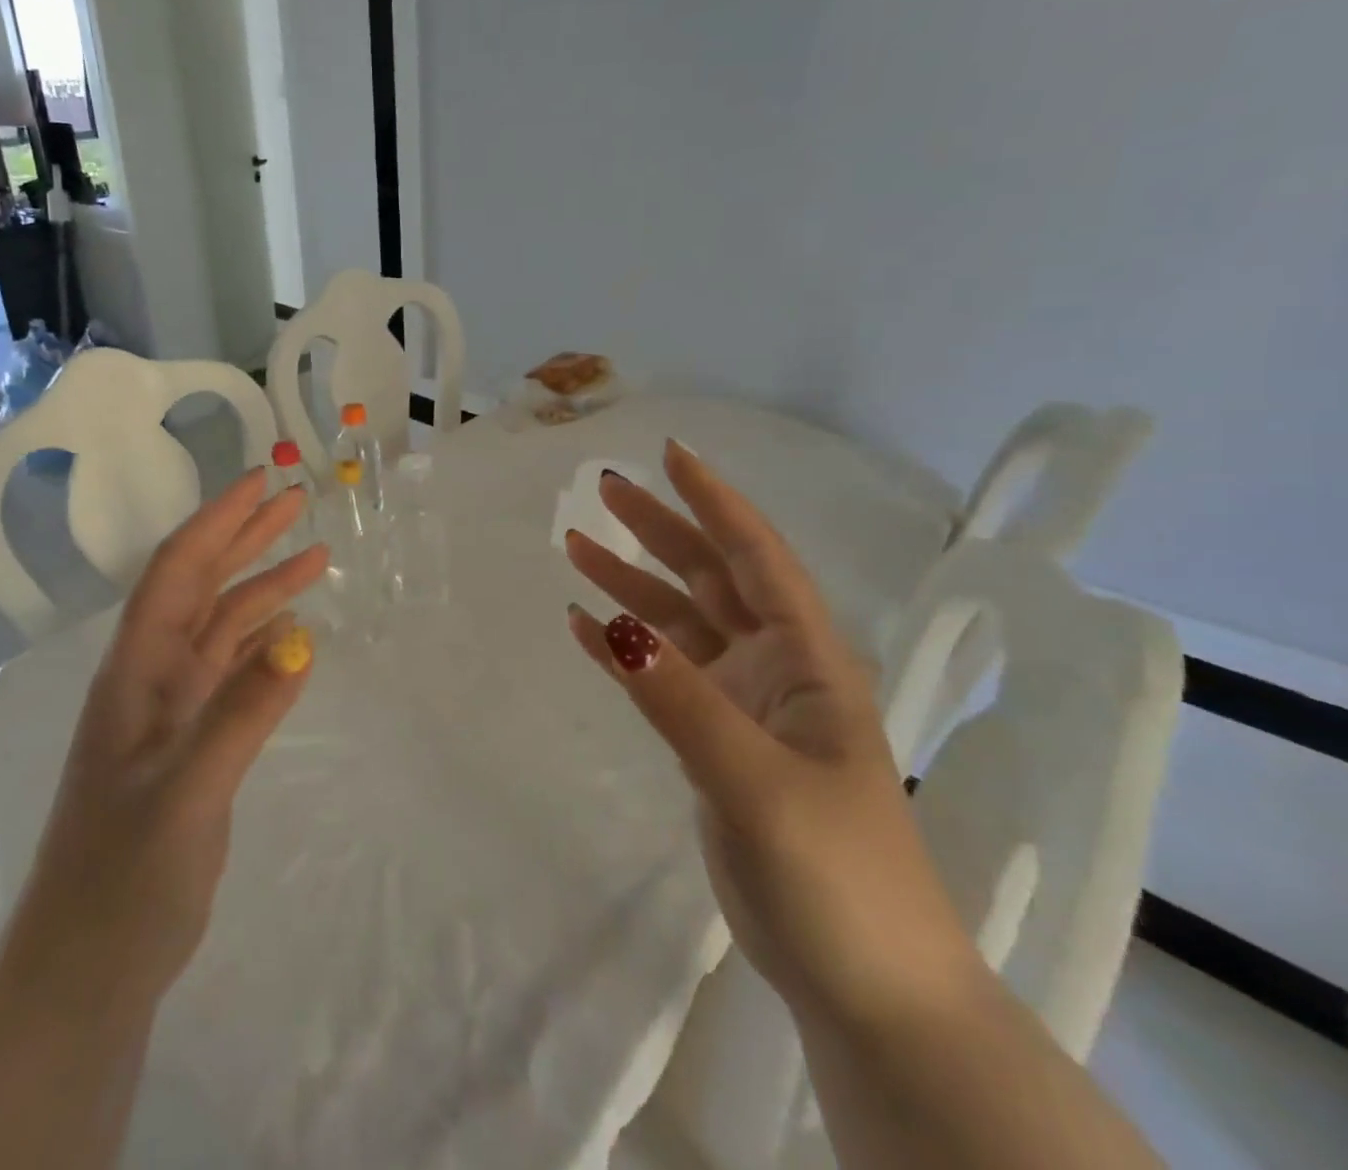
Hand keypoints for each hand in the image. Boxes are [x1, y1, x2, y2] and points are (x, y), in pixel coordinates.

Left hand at [0, 469, 329, 1016]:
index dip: (218, 521)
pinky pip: (236, 673)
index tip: (262, 482)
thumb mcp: (186, 794)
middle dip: (247, 537)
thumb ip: (243, 714)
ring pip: (224, 627)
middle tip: (297, 500)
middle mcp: (152, 678)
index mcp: (136, 673)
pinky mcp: (194, 744)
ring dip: (265, 589)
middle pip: (202, 586)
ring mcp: (174, 712)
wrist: (88, 968)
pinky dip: (268, 643)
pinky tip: (298, 633)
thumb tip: (304, 640)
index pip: (178, 572)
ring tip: (316, 558)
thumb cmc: (122, 879)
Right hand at [564, 440, 982, 1025]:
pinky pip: (660, 676)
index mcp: (808, 661)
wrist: (866, 987)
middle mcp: (775, 668)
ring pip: (678, 623)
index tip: (670, 455)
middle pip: (709, 577)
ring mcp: (742, 705)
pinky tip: (584, 626)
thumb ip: (681, 700)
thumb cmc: (835, 872)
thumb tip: (610, 623)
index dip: (715, 501)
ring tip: (575, 545)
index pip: (755, 557)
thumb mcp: (756, 781)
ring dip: (630, 582)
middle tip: (602, 489)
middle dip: (660, 528)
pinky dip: (622, 649)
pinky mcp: (714, 742)